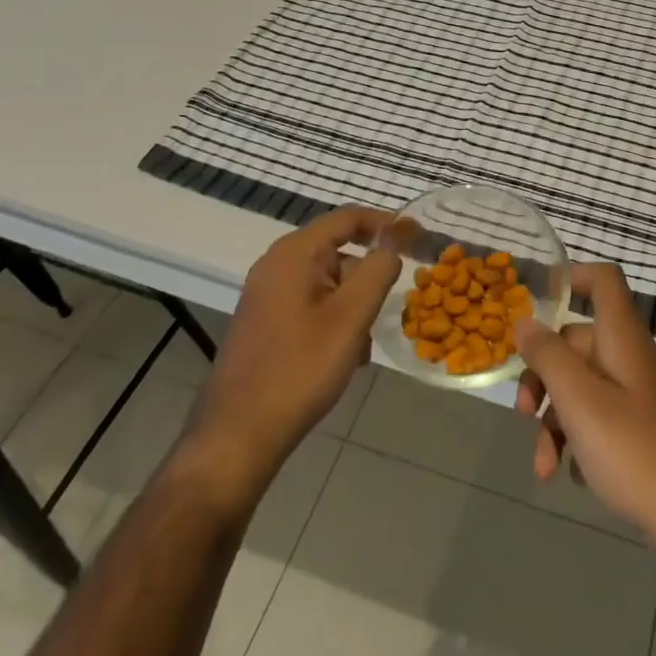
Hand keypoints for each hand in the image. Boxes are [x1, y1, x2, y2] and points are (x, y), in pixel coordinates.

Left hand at [188, 207, 399, 496]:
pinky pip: (312, 305)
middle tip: (389, 308)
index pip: (348, 218)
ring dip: (353, 305)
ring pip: (328, 283)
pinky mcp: (265, 322)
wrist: (238, 436)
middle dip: (368, 276)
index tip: (418, 238)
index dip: (386, 223)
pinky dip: (334, 320)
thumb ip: (378, 270)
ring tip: (362, 346)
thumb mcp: (351, 317)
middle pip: (338, 251)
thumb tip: (391, 244)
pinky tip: (344, 357)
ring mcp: (267, 295)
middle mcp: (276, 265)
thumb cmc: (299, 369)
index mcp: (294, 253)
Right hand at [514, 264, 655, 558]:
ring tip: (544, 468)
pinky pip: (604, 421)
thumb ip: (549, 358)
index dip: (572, 278)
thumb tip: (525, 321)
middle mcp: (633, 359)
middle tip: (523, 414)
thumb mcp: (581, 403)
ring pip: (586, 388)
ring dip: (557, 422)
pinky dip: (581, 442)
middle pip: (580, 343)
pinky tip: (574, 477)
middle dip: (544, 376)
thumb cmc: (637, 452)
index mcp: (622, 339)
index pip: (603, 281)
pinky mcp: (648, 434)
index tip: (537, 303)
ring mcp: (643, 397)